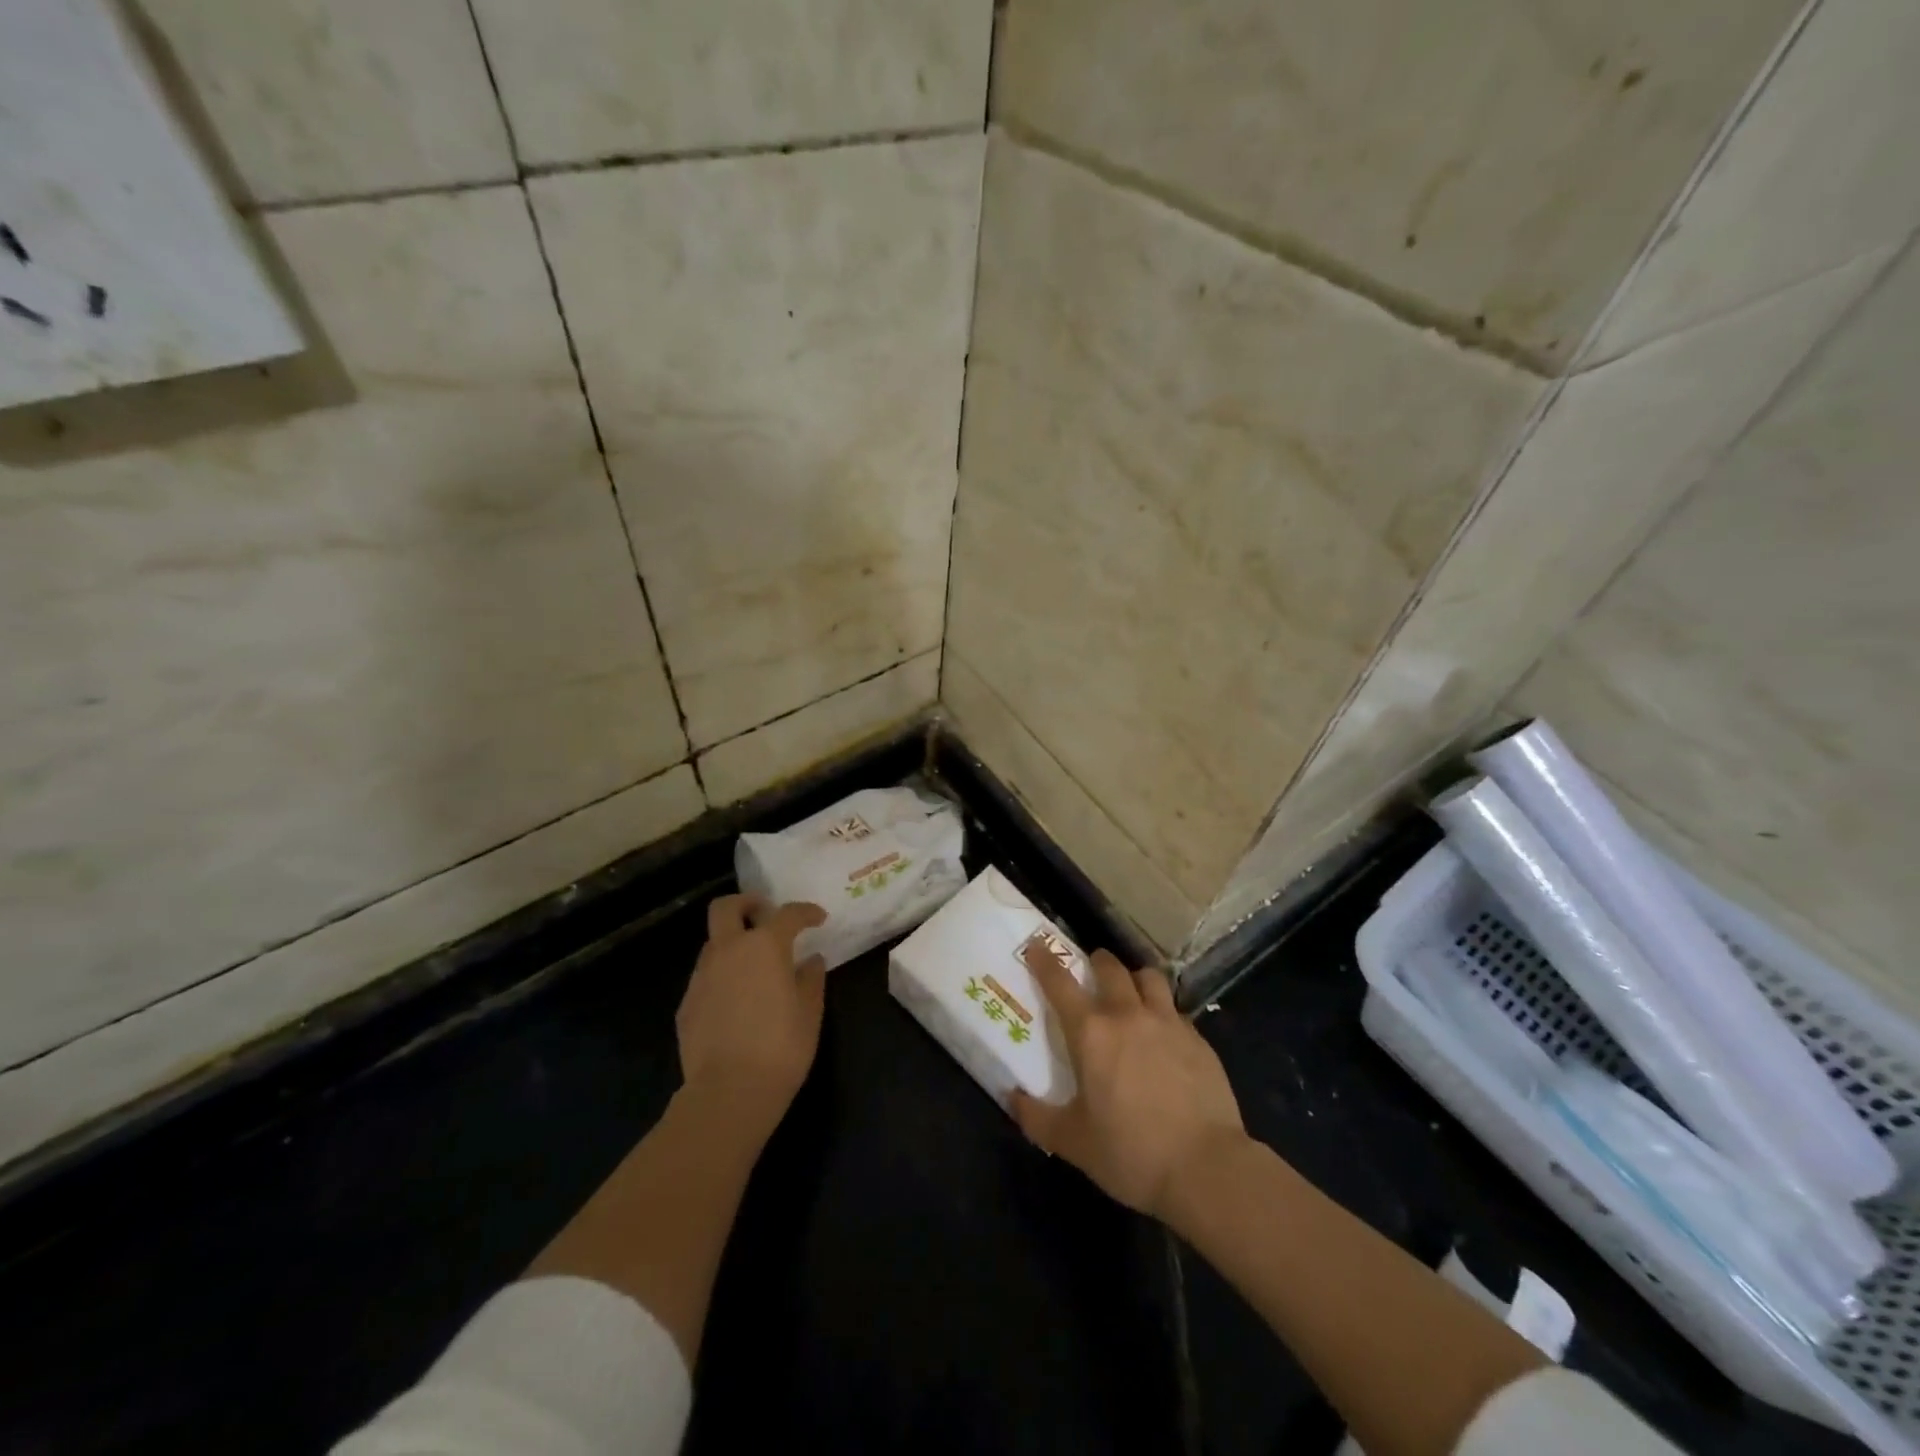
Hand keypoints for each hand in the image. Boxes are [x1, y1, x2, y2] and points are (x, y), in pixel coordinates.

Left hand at [676, 894, 828, 1129]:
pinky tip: (737, 1001)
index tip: (818, 919)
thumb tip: (810, 960)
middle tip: (765, 916)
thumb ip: (811, 978)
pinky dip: (723, 976)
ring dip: (734, 943)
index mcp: (765, 946)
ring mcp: (702, 976)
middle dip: (747, 904)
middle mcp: (729, 951)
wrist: (728, 1092)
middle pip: (727, 907)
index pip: (788, 914)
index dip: (805, 912)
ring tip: (754, 967)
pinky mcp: (687, 1003)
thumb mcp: (810, 1011)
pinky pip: (706, 976)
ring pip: (714, 942)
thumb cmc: (781, 1047)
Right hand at [1012, 944, 1247, 1223]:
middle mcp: (1128, 1015)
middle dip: (1096, 962)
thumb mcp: (1073, 1142)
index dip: (1044, 961)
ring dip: (1133, 977)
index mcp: (1091, 1033)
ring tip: (1130, 991)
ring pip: (1148, 977)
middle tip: (1090, 970)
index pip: (1060, 983)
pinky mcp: (1198, 1040)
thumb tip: (1012, 1098)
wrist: (1206, 1169)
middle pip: (1110, 968)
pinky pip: (1175, 1009)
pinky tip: (1163, 1034)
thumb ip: (1036, 1117)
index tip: (1036, 947)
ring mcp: (1168, 1023)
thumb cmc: (1130, 1153)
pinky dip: (1163, 1010)